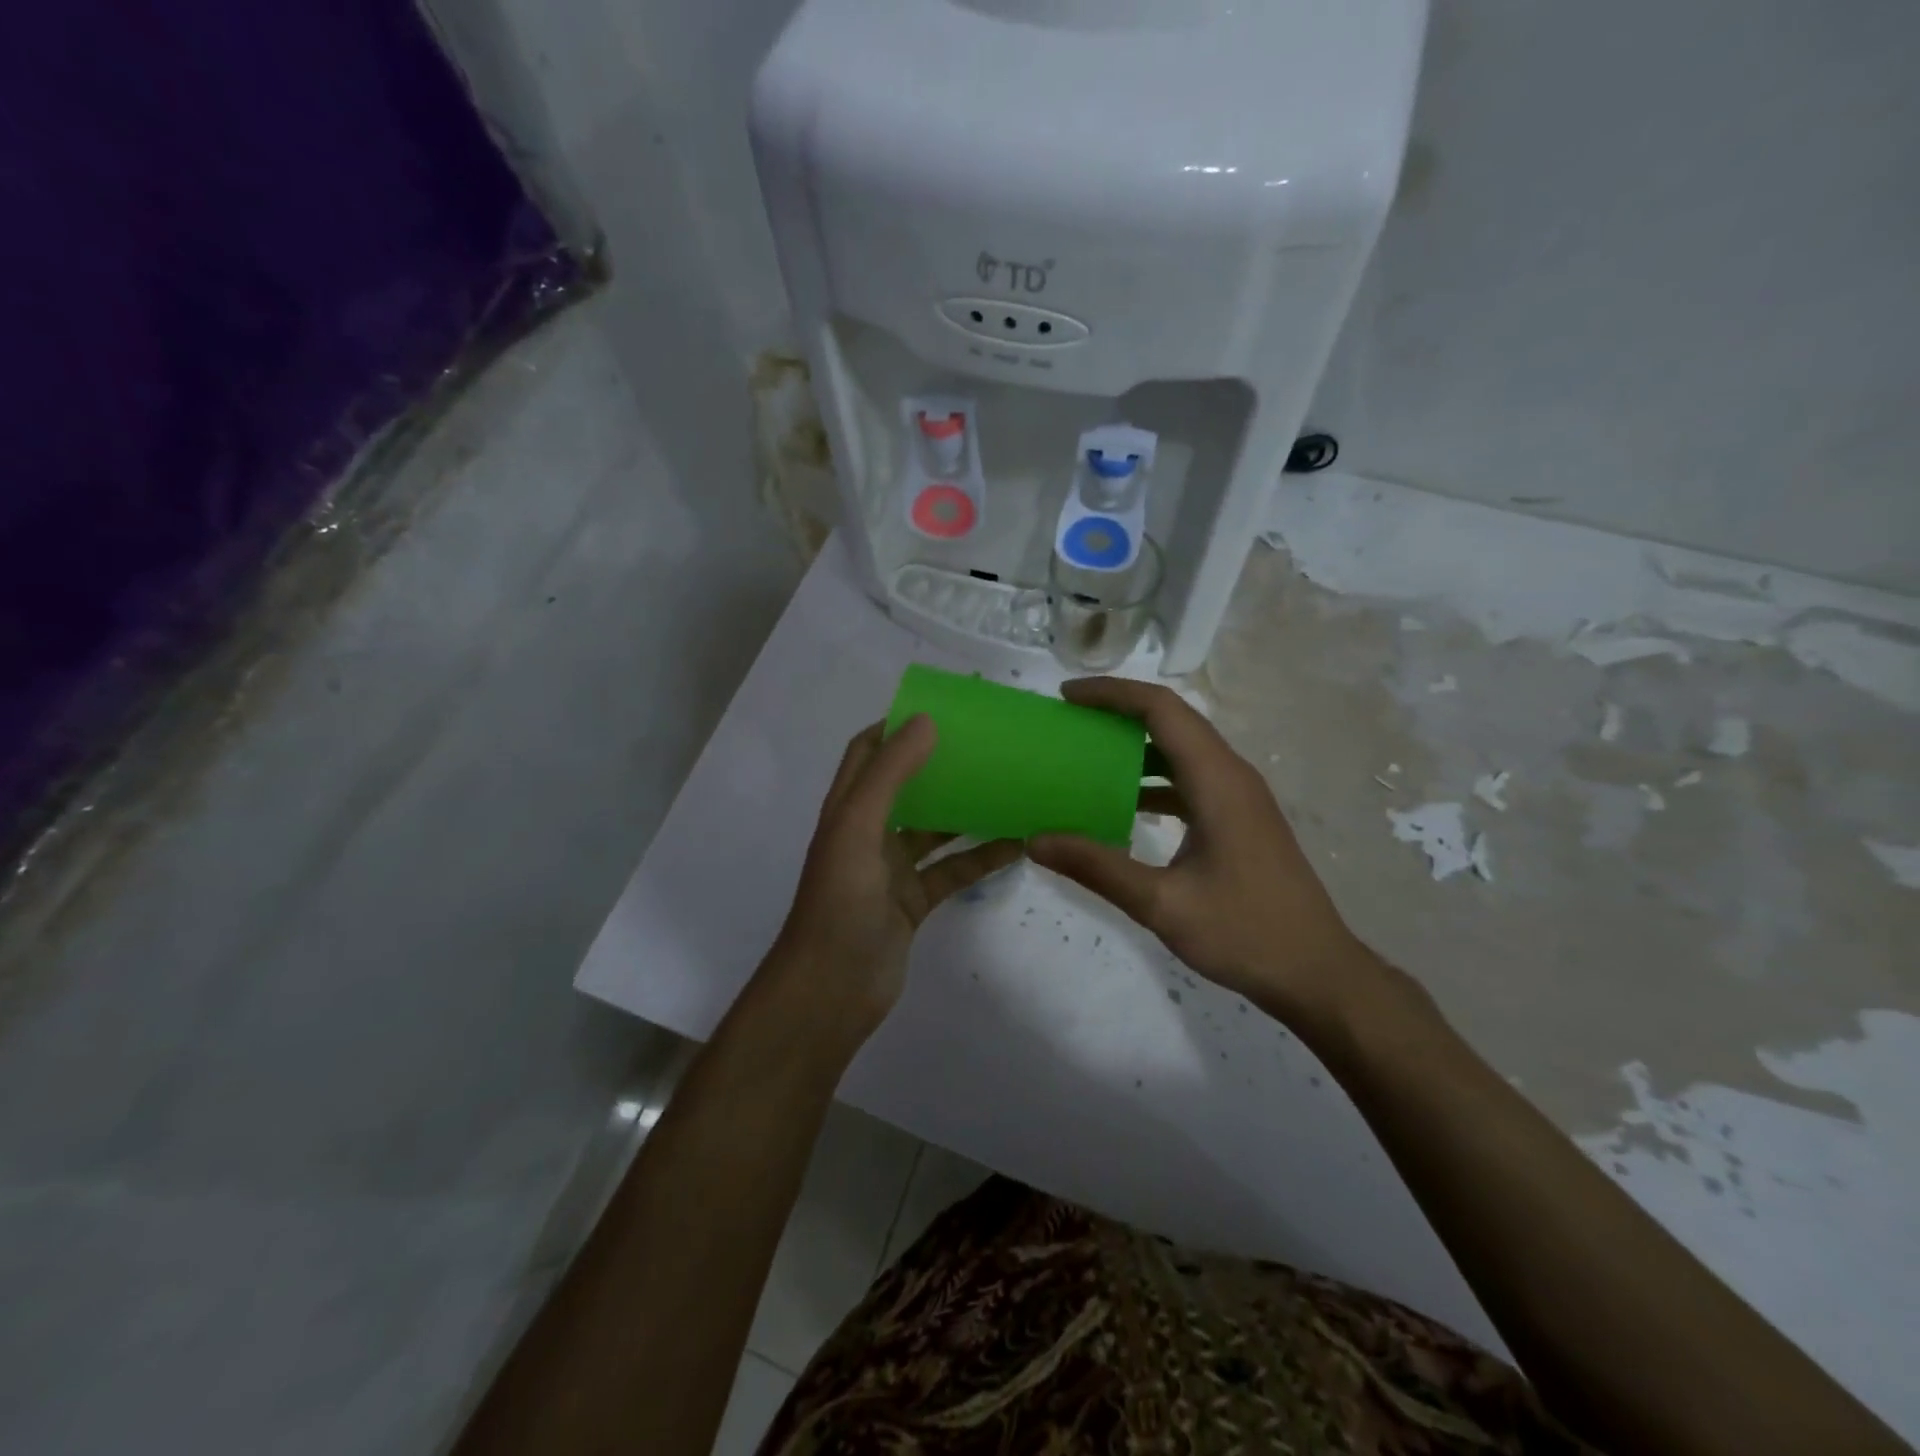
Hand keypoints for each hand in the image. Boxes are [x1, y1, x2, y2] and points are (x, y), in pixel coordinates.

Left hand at [768, 716, 1023, 1046]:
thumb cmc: (839, 902)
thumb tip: (926, 721)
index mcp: (847, 809)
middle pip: (906, 786)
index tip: (941, 711)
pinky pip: (952, 870)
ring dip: (966, 811)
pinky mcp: (913, 901)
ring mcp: (891, 869)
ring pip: (935, 829)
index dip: (895, 727)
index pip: (866, 752)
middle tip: (986, 746)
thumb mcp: (858, 828)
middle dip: (940, 764)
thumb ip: (889, 774)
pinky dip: (980, 857)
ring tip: (1009, 788)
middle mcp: (868, 832)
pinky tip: (1016, 844)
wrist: (831, 990)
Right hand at [1029, 678, 1384, 1035]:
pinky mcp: (1239, 819)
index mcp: (1217, 781)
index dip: (1112, 693)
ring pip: (1182, 750)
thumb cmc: (1245, 933)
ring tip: (1086, 755)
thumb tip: (1036, 840)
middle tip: (1069, 721)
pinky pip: (1190, 780)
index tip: (1067, 696)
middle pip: (1172, 721)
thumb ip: (1097, 867)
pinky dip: (1153, 779)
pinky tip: (1123, 803)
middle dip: (1119, 711)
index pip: (1161, 709)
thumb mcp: (1162, 904)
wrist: (1316, 972)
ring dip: (1136, 745)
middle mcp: (1231, 776)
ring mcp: (1239, 797)